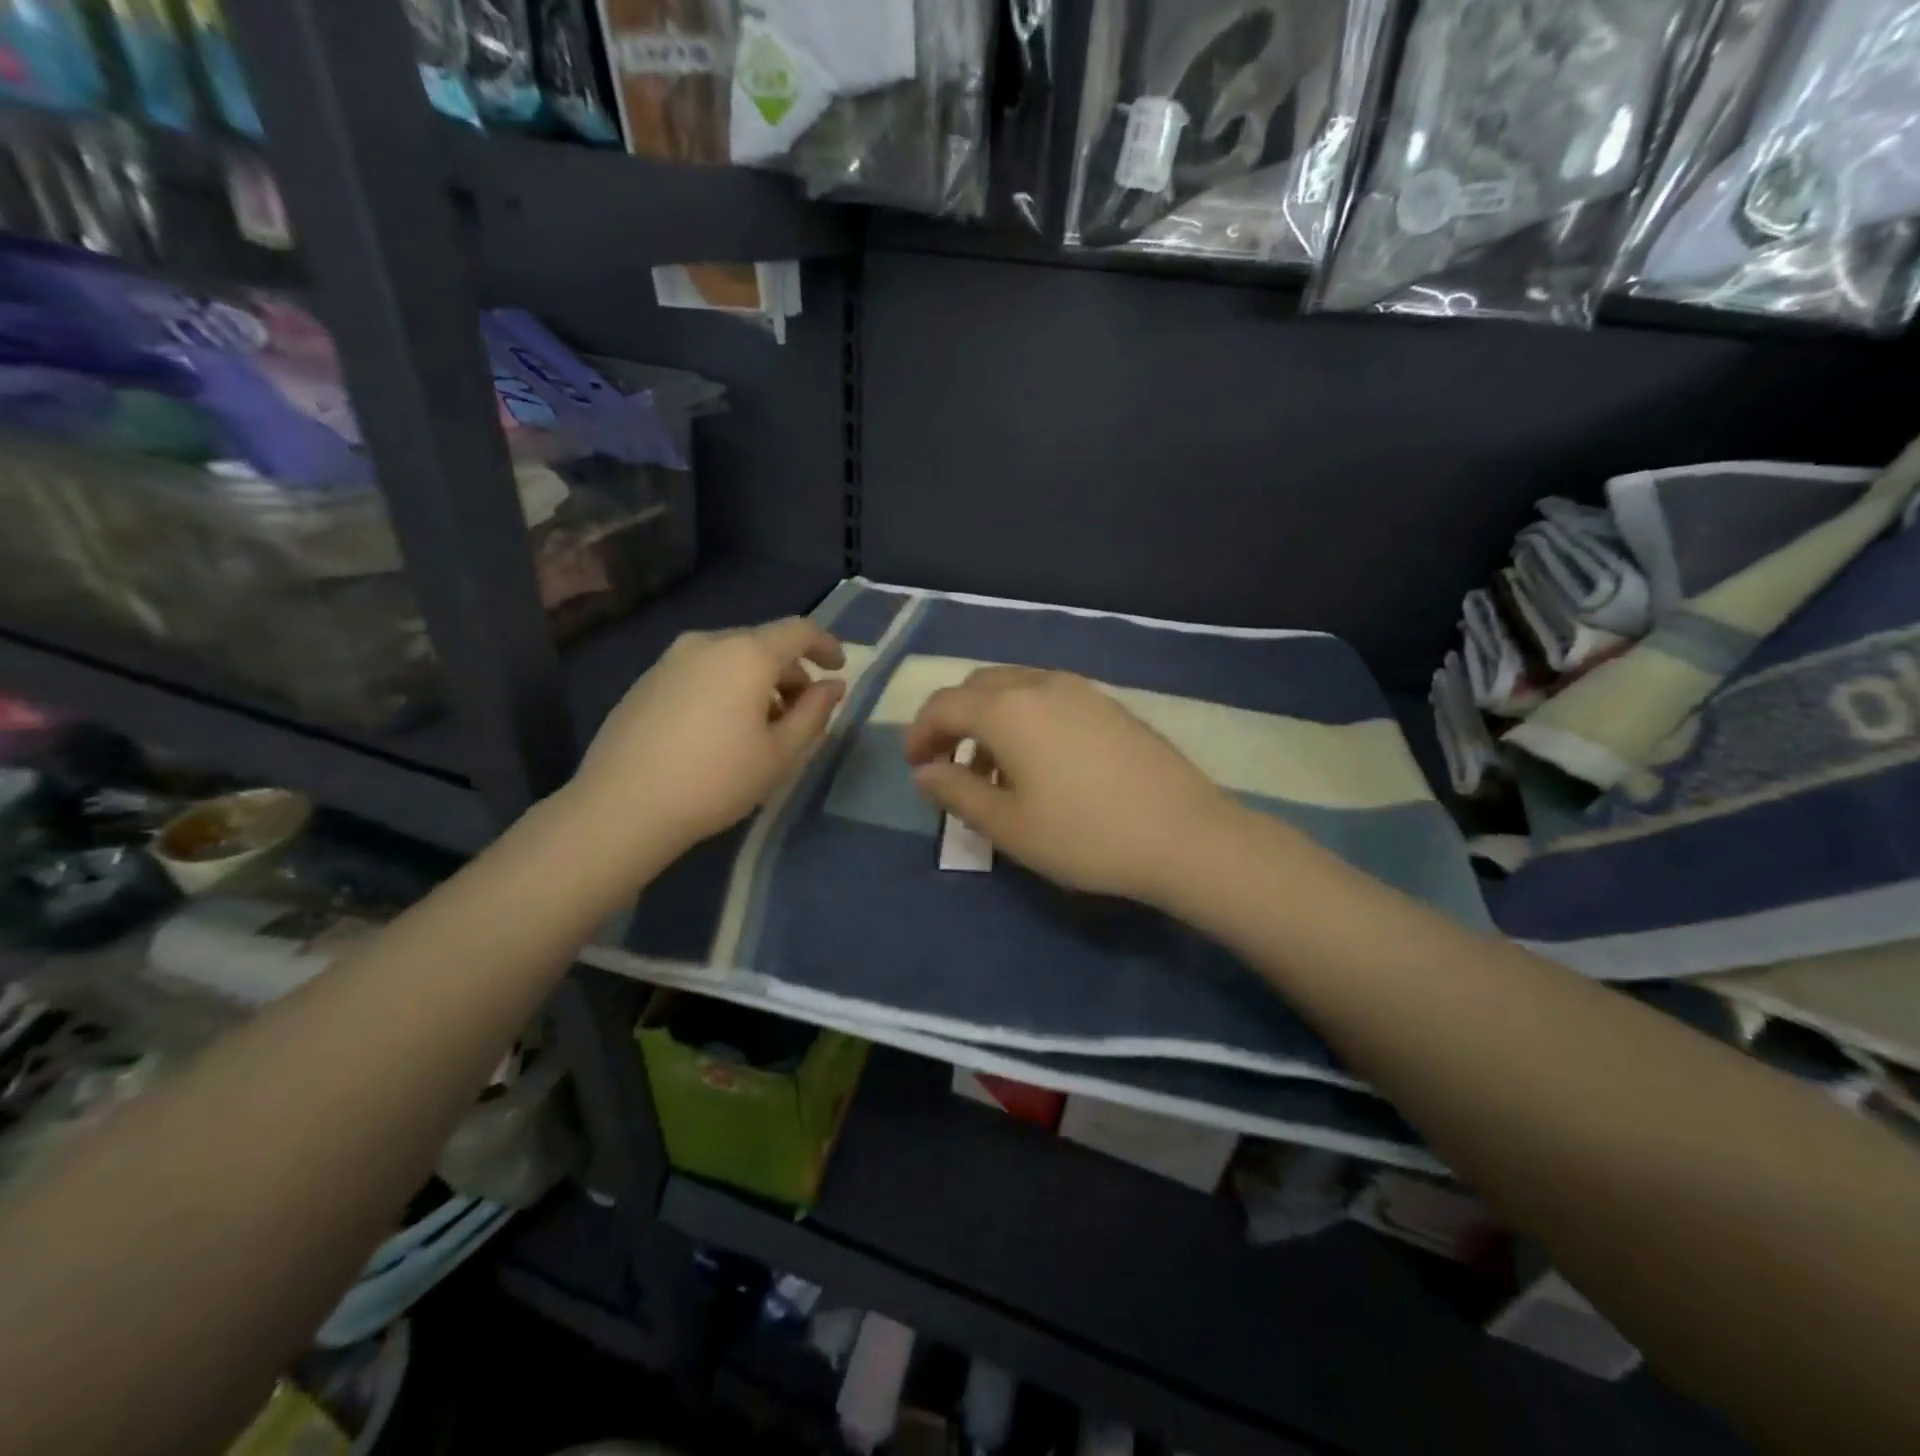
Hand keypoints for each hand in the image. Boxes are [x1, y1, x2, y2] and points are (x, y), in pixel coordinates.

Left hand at [571, 617, 845, 855]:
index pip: (799, 631)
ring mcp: (671, 660)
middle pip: (763, 644)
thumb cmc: (717, 780)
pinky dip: (724, 689)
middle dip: (791, 672)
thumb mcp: (780, 753)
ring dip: (757, 683)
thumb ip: (814, 713)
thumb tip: (832, 686)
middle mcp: (708, 643)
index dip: (826, 646)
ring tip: (761, 728)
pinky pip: (701, 672)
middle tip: (801, 714)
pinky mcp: (646, 682)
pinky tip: (720, 732)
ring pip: (730, 659)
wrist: (623, 806)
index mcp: (747, 654)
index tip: (838, 670)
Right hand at [904, 668, 1235, 905]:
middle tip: (949, 765)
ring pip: (1016, 689)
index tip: (916, 768)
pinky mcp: (1110, 705)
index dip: (919, 734)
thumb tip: (925, 773)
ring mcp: (1081, 690)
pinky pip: (1050, 698)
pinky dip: (1026, 720)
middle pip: (979, 687)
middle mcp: (1040, 684)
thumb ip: (957, 793)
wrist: (1184, 835)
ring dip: (991, 721)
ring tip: (995, 773)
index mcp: (1007, 709)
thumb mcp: (1008, 825)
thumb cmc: (1084, 835)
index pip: (944, 705)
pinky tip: (1041, 765)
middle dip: (954, 721)